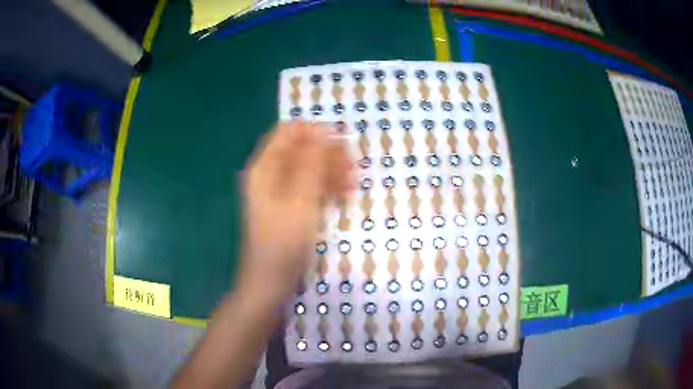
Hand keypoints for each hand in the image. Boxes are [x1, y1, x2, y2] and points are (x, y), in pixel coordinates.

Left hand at [237, 121, 352, 306]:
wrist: (270, 282)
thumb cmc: (283, 242)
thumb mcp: (301, 200)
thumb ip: (312, 163)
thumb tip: (323, 130)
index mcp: (264, 167)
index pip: (288, 131)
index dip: (314, 131)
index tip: (341, 140)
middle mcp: (269, 175)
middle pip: (300, 149)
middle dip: (326, 153)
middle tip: (353, 165)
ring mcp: (278, 192)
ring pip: (307, 168)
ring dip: (330, 171)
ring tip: (353, 182)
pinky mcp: (289, 207)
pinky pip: (308, 187)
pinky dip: (325, 187)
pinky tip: (344, 195)